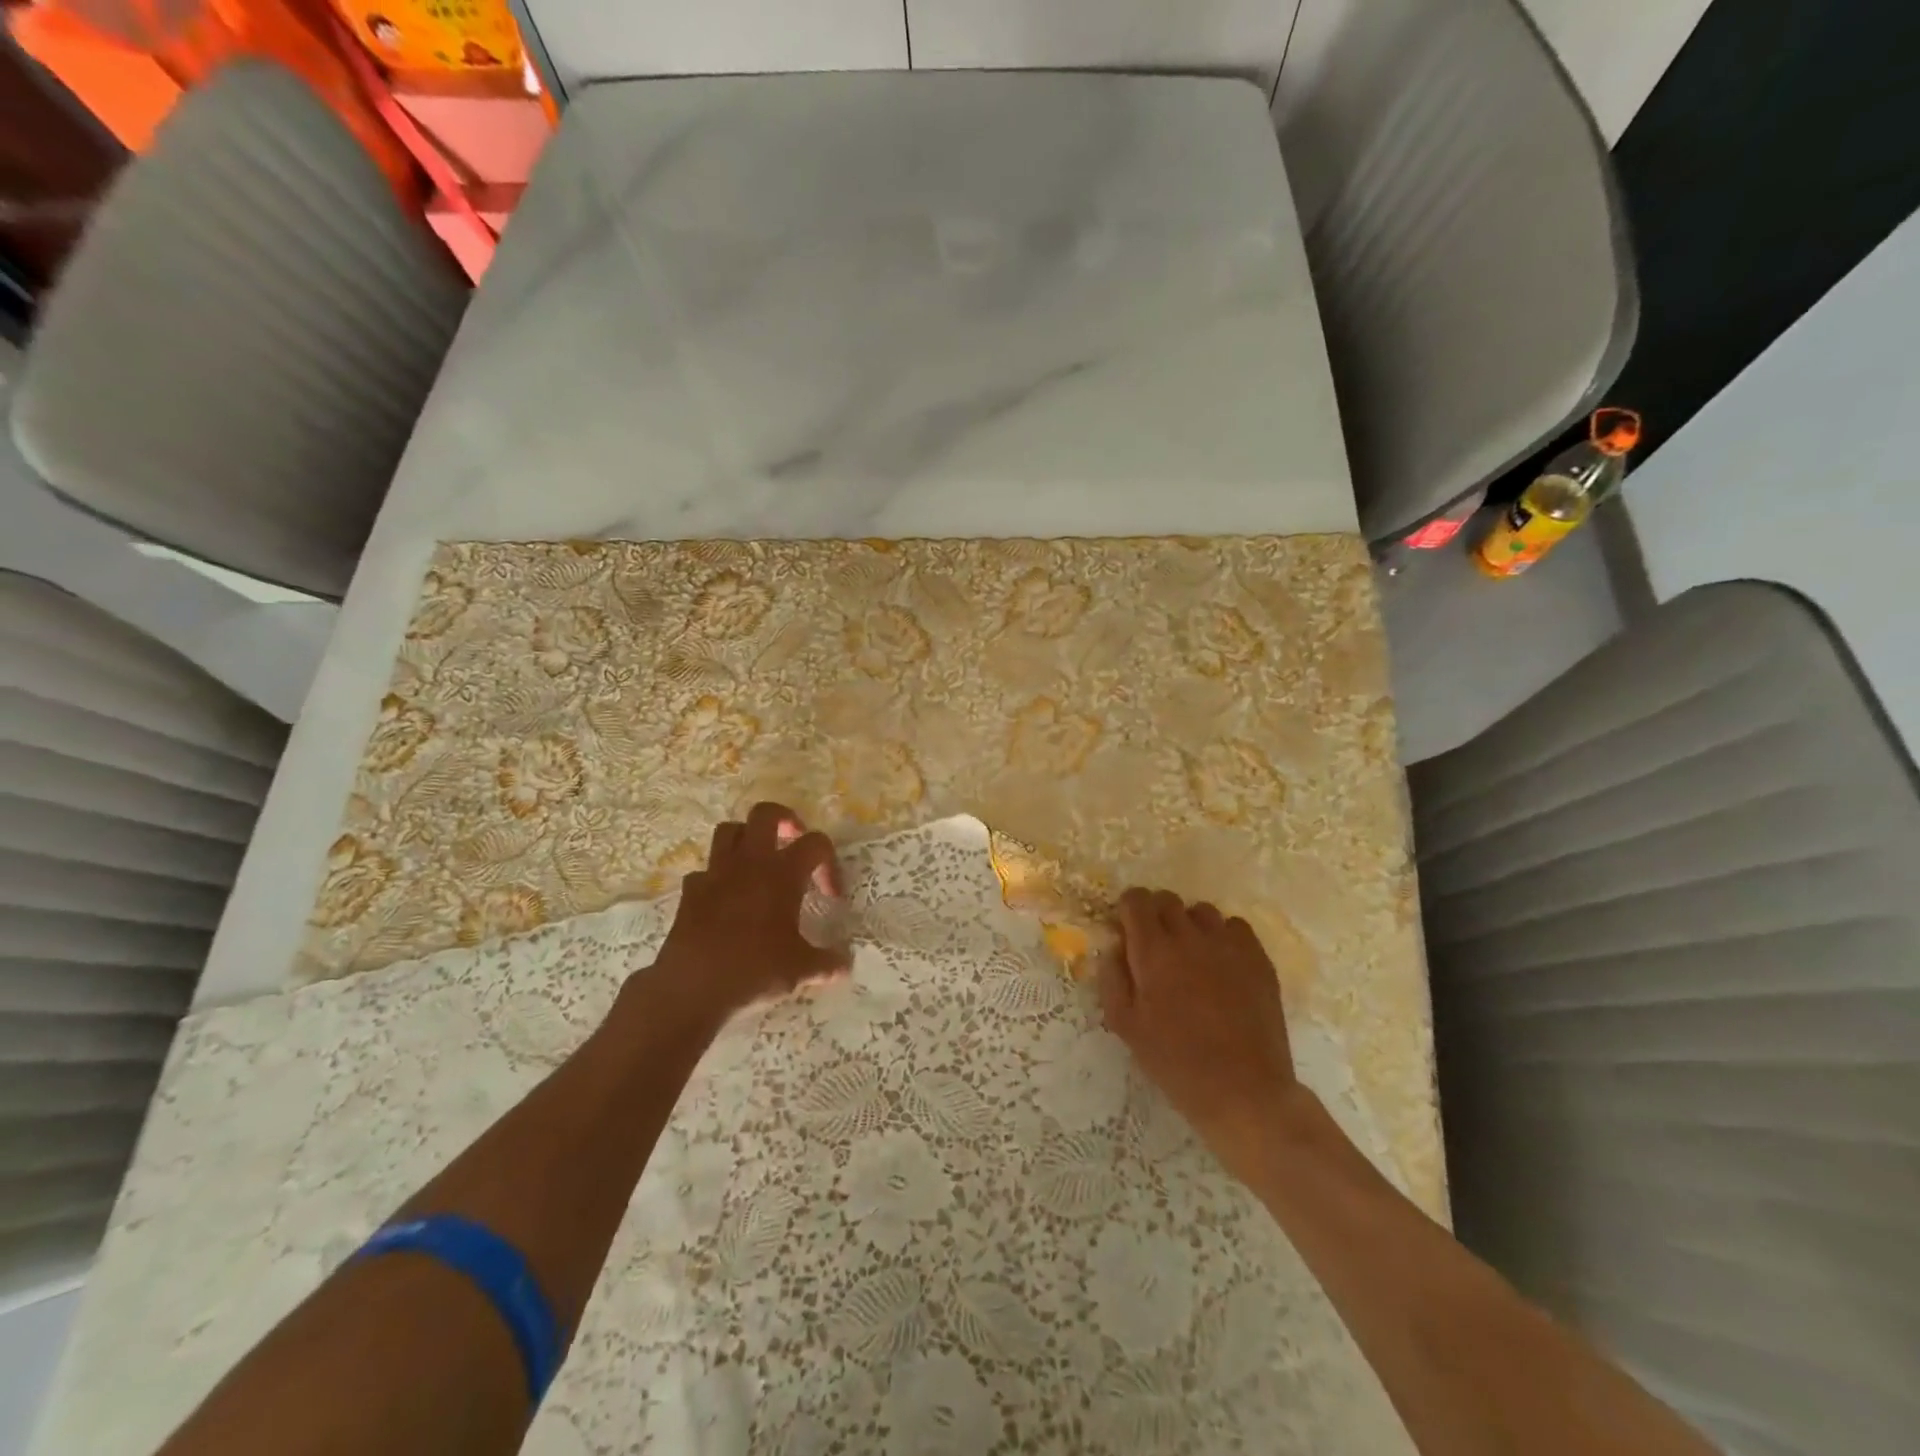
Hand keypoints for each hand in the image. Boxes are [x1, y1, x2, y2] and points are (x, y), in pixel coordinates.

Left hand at [646, 802, 850, 1021]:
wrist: (693, 988)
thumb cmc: (755, 970)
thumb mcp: (801, 970)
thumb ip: (827, 962)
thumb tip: (846, 963)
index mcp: (782, 873)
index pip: (816, 844)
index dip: (829, 863)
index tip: (831, 895)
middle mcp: (749, 863)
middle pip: (765, 813)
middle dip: (784, 820)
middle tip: (794, 841)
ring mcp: (715, 873)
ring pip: (729, 831)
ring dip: (746, 838)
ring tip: (758, 861)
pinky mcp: (690, 892)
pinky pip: (705, 870)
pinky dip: (717, 877)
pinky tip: (725, 899)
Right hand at [1097, 888, 1304, 1179]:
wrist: (1244, 1091)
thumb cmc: (1176, 1062)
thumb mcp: (1125, 1025)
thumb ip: (1113, 977)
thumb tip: (1114, 945)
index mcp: (1153, 951)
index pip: (1136, 899)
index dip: (1128, 909)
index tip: (1127, 929)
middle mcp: (1190, 937)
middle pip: (1167, 899)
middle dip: (1155, 914)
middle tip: (1156, 946)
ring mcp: (1228, 945)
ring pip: (1201, 911)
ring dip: (1189, 924)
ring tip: (1191, 956)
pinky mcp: (1258, 959)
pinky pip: (1235, 927)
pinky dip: (1223, 937)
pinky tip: (1222, 965)